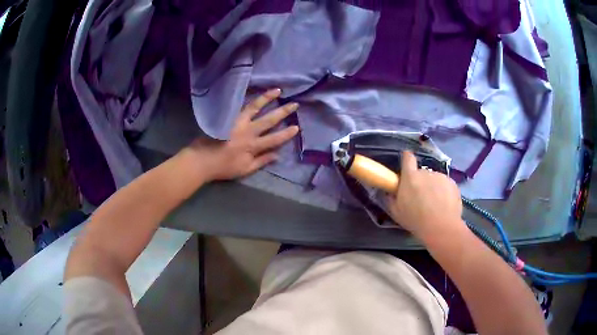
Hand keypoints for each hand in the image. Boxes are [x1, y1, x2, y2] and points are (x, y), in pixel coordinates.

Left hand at [184, 88, 298, 180]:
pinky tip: (254, 92)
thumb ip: (261, 161)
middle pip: (268, 120)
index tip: (296, 127)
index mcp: (252, 146)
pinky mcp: (227, 117)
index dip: (286, 134)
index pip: (274, 138)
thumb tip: (277, 155)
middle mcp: (247, 131)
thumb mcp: (244, 169)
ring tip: (277, 90)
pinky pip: (240, 105)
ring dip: (267, 98)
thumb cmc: (223, 167)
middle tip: (294, 104)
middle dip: (283, 112)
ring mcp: (236, 122)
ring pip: (254, 107)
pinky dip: (248, 98)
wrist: (201, 160)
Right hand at [386, 151, 463, 239]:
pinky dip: (444, 192)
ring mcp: (441, 177)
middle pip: (421, 173)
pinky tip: (444, 206)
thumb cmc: (416, 220)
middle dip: (420, 182)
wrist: (441, 227)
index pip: (407, 158)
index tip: (407, 167)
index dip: (407, 159)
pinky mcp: (452, 183)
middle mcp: (426, 172)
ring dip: (433, 187)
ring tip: (434, 205)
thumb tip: (389, 191)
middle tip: (421, 198)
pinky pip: (445, 185)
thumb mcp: (397, 213)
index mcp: (410, 177)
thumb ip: (391, 199)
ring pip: (434, 179)